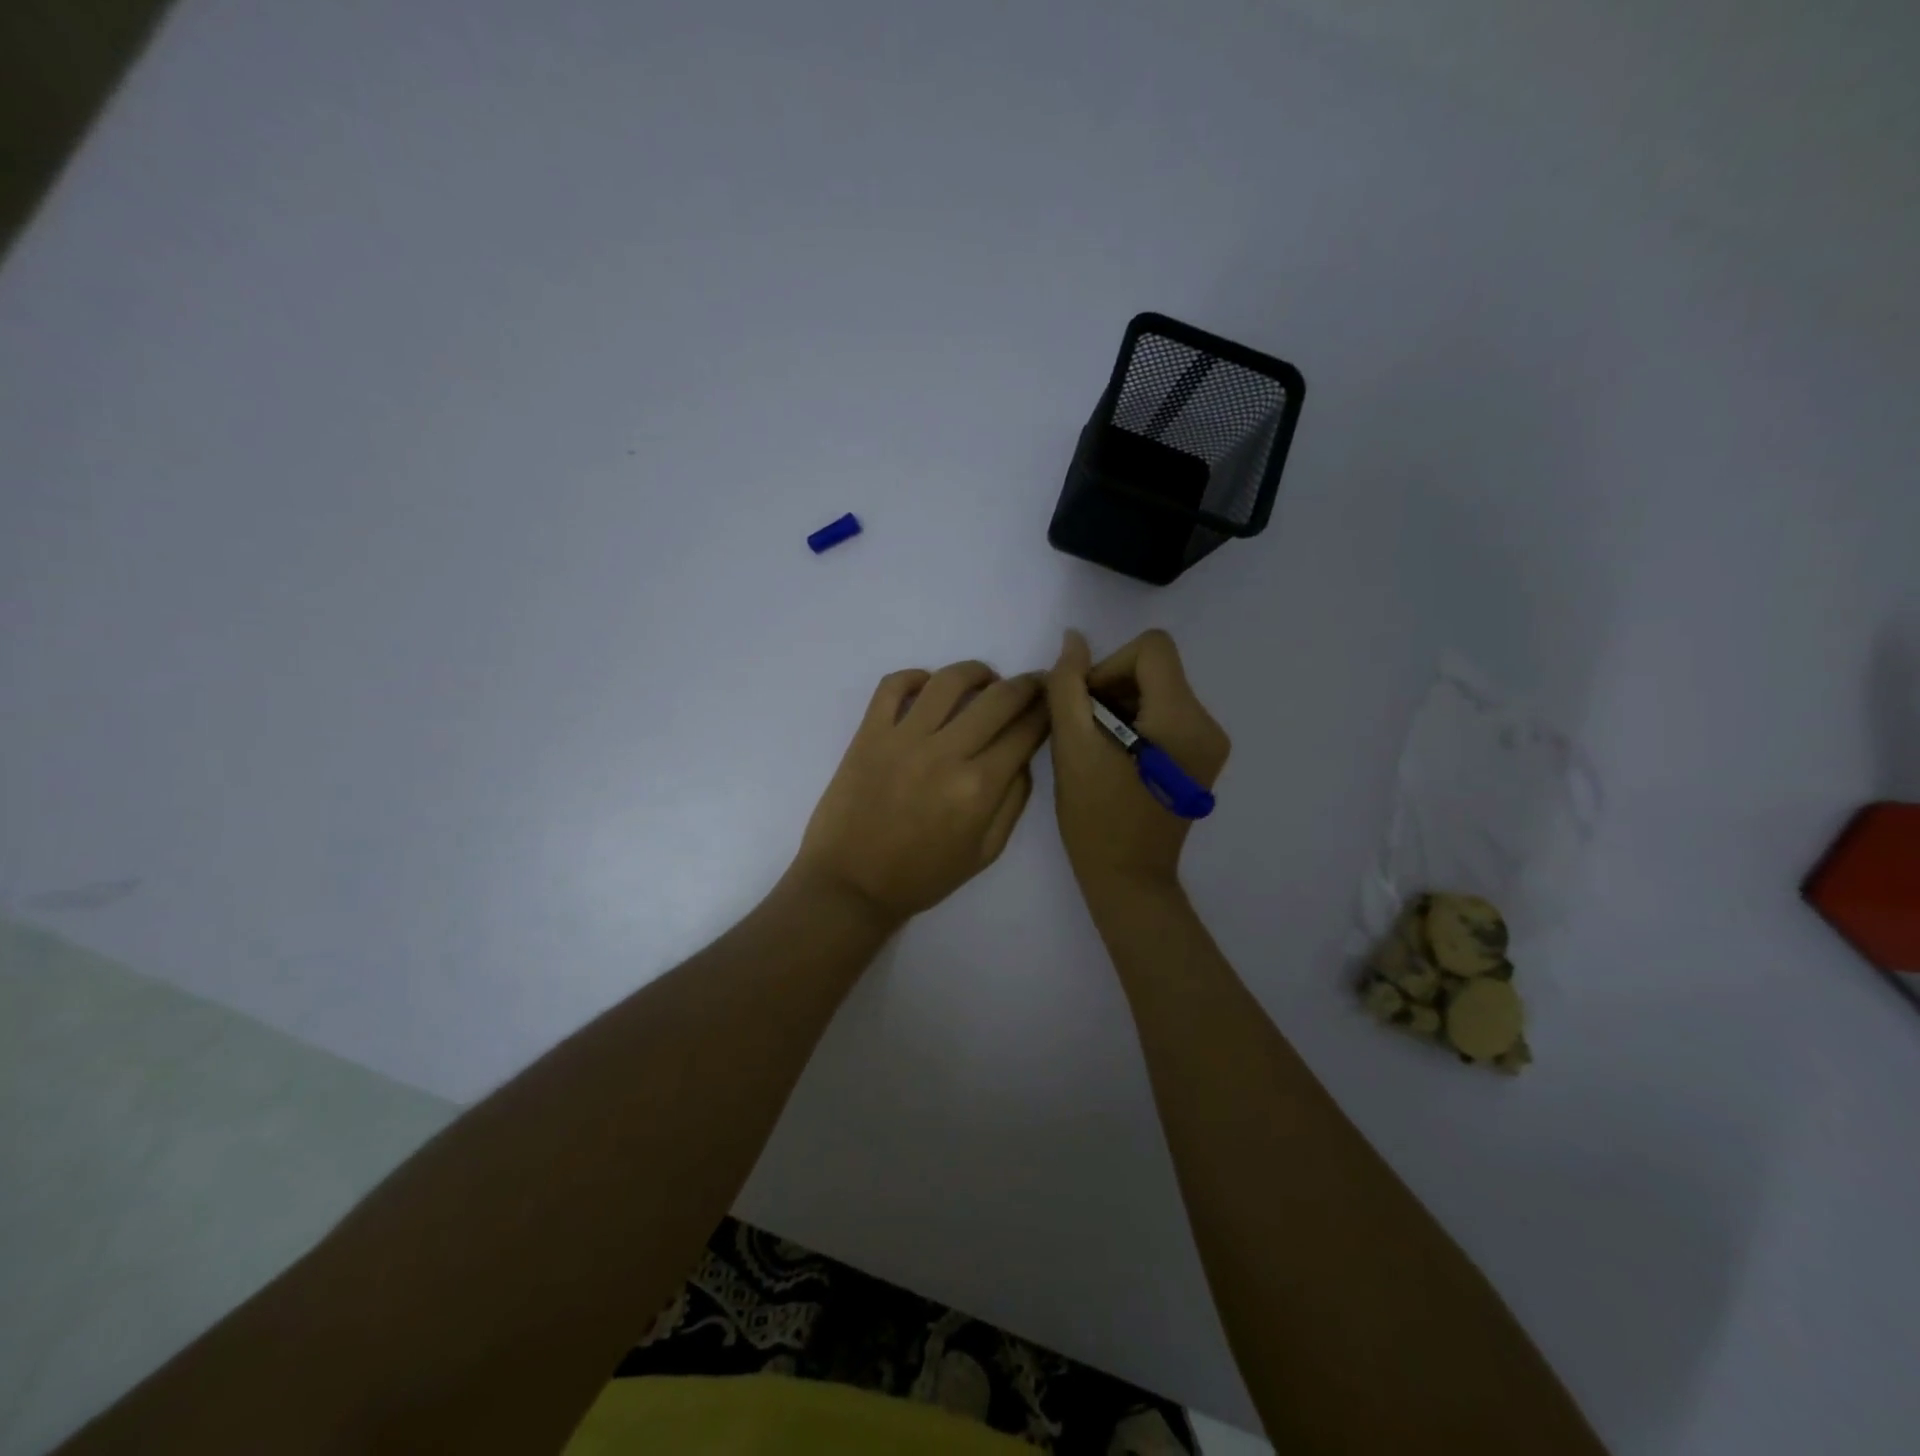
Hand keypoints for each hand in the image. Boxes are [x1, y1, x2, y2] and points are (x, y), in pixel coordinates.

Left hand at [793, 661, 1050, 925]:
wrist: (851, 884)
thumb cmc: (922, 876)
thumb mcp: (985, 852)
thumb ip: (1013, 800)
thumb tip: (1023, 755)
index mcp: (978, 787)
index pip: (1025, 731)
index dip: (1046, 710)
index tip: (1052, 700)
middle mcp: (945, 753)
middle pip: (998, 698)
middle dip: (1025, 685)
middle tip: (1032, 683)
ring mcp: (902, 738)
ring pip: (949, 681)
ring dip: (977, 672)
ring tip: (985, 679)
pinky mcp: (868, 733)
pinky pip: (893, 686)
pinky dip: (916, 676)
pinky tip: (929, 687)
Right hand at [1045, 629, 1230, 891]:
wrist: (1128, 878)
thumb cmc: (1096, 816)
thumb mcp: (1072, 746)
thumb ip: (1068, 685)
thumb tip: (1074, 640)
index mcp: (1182, 718)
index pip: (1152, 649)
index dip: (1110, 666)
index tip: (1086, 706)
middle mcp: (1207, 725)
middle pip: (1156, 670)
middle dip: (1112, 689)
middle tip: (1084, 731)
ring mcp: (1210, 745)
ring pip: (1159, 692)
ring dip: (1120, 708)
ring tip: (1097, 749)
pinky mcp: (1202, 760)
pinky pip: (1166, 718)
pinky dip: (1136, 725)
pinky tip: (1116, 759)